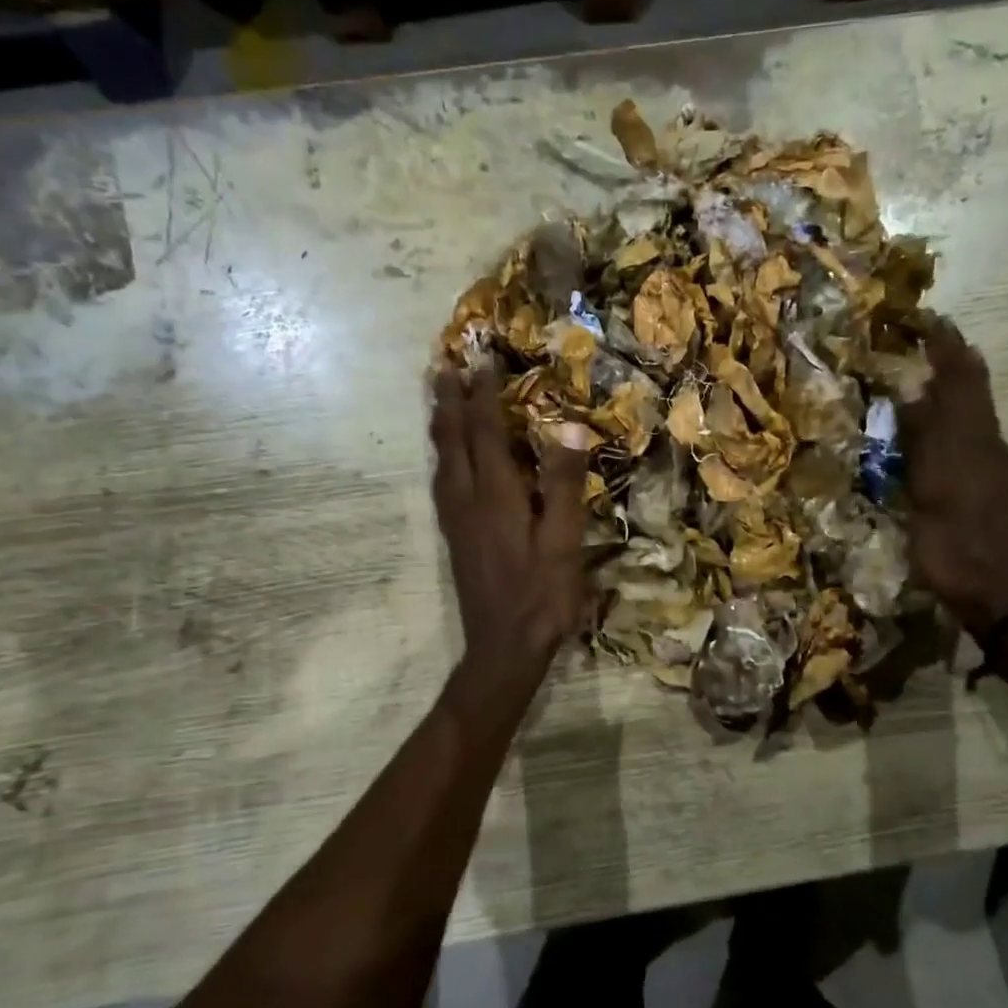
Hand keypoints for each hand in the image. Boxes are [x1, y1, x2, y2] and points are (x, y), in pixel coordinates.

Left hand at [430, 368, 588, 671]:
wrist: (503, 648)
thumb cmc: (541, 597)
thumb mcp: (564, 542)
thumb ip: (565, 485)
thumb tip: (569, 428)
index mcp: (496, 495)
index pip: (487, 433)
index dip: (483, 395)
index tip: (480, 359)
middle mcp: (467, 500)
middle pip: (453, 440)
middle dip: (450, 401)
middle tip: (444, 365)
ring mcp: (456, 521)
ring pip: (441, 460)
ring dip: (441, 425)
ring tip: (439, 400)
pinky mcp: (455, 538)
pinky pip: (442, 482)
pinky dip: (442, 456)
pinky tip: (446, 461)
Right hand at [899, 321, 1007, 639]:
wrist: (985, 585)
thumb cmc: (950, 538)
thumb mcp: (928, 486)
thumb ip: (922, 435)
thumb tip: (913, 389)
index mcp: (973, 436)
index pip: (962, 376)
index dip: (946, 346)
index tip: (928, 319)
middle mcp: (986, 441)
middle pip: (974, 388)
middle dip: (954, 358)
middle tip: (929, 337)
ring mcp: (988, 463)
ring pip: (974, 409)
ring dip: (956, 384)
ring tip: (932, 369)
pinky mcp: (984, 483)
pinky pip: (970, 432)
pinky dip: (954, 414)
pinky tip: (940, 421)